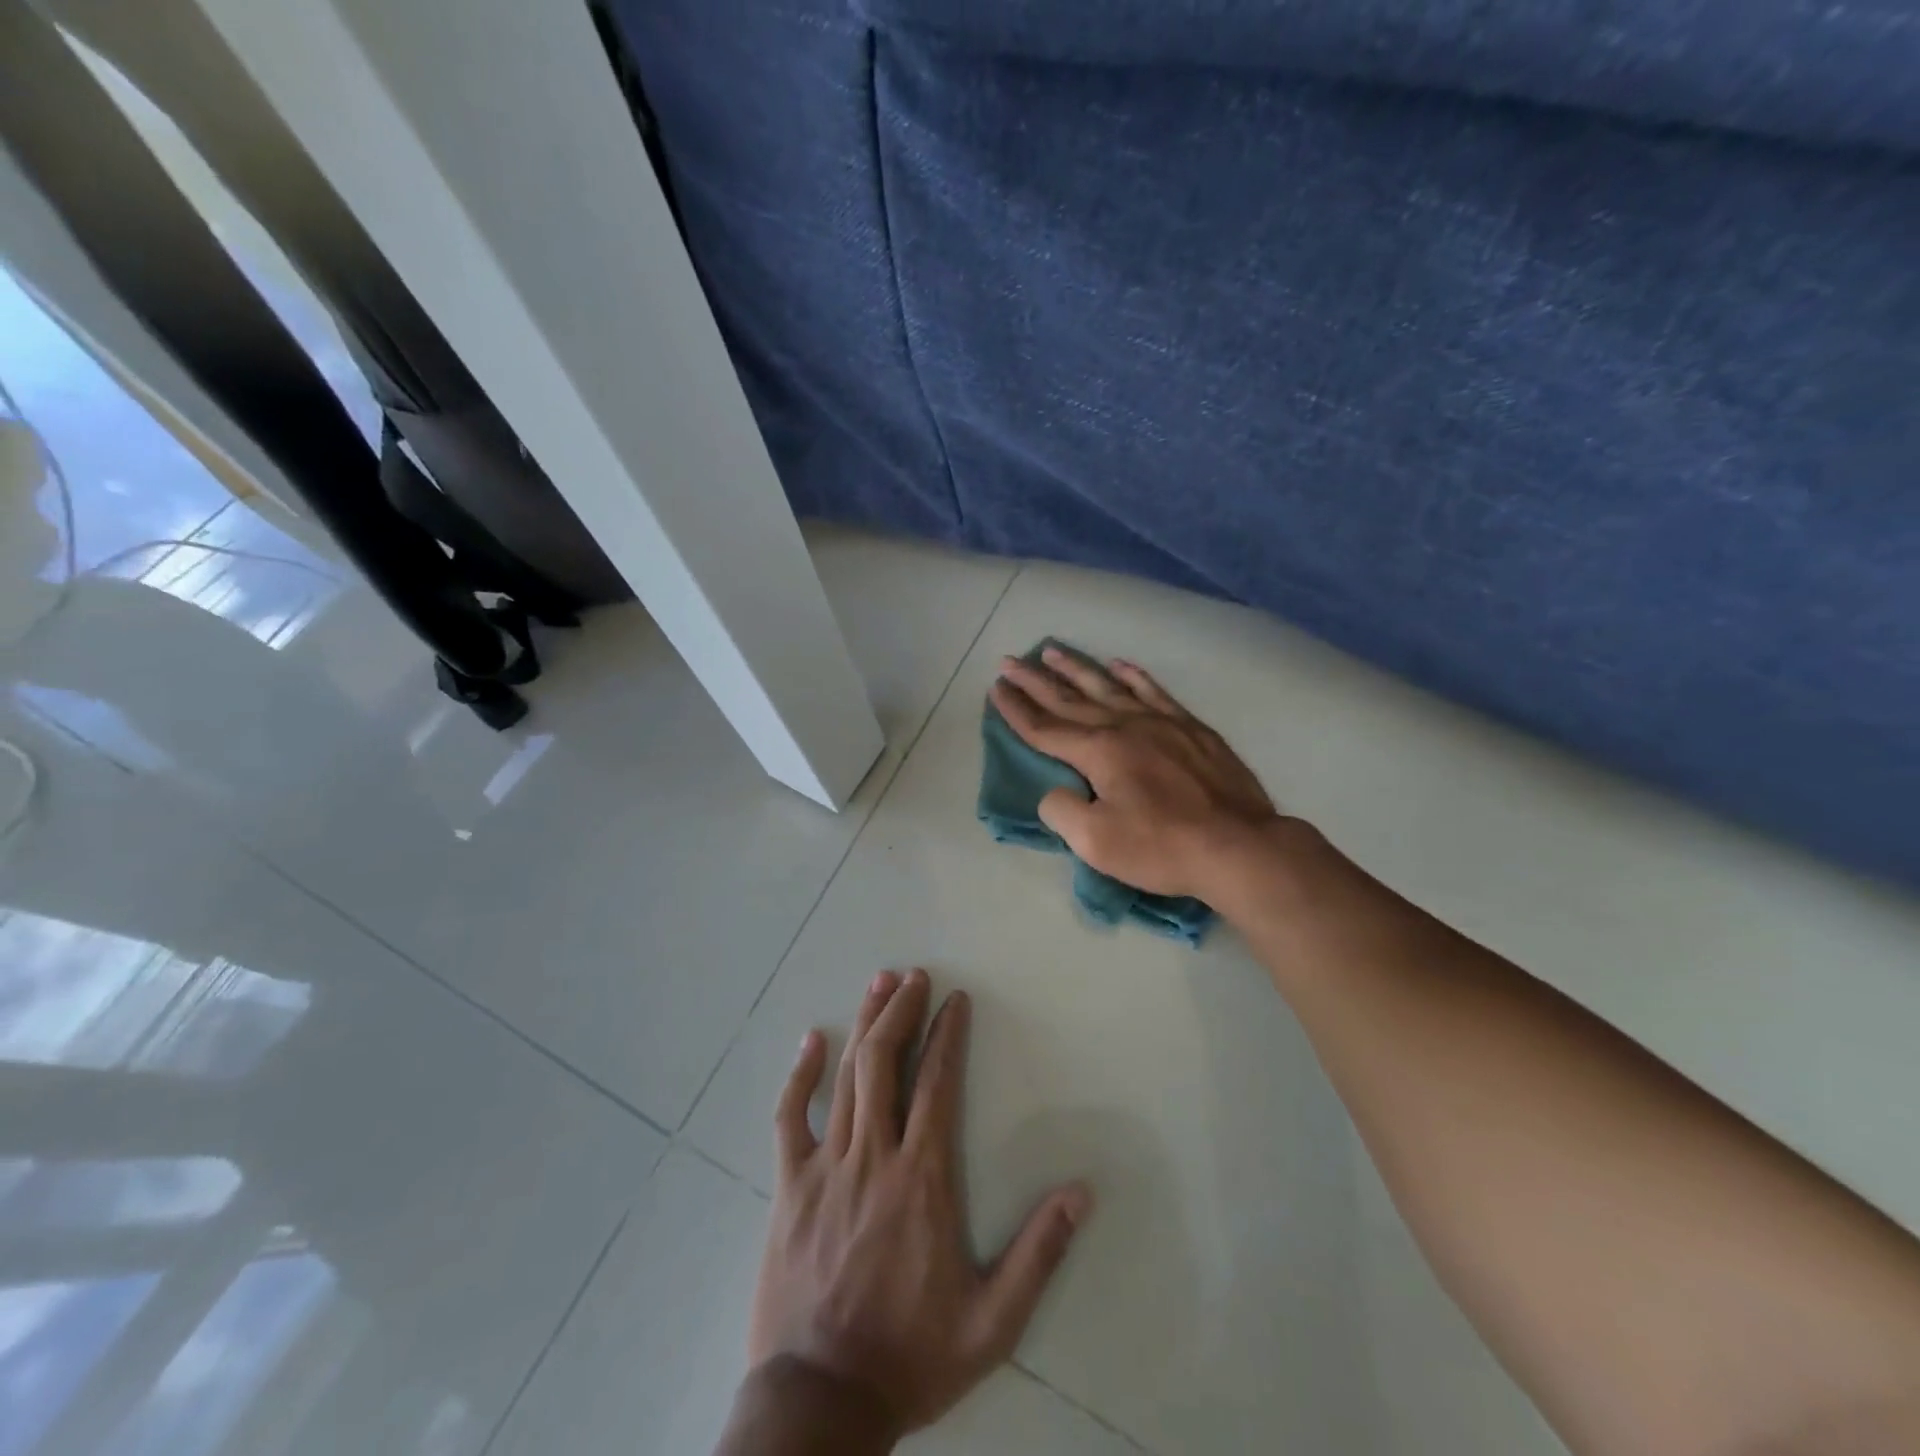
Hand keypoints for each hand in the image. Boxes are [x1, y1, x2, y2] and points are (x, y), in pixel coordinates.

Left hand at [748, 969, 1092, 1438]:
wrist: (821, 1401)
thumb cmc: (911, 1356)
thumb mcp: (992, 1322)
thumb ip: (1038, 1254)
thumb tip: (1082, 1192)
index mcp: (922, 1178)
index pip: (937, 1084)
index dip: (947, 1035)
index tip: (954, 1001)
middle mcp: (874, 1156)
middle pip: (886, 1063)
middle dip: (902, 1011)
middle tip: (913, 974)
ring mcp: (826, 1167)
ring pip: (846, 1077)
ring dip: (864, 1025)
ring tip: (878, 984)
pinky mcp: (789, 1186)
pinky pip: (790, 1118)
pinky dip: (800, 1075)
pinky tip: (811, 1041)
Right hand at [991, 647, 1281, 898]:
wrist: (1238, 846)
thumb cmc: (1161, 847)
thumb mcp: (1095, 842)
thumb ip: (1062, 811)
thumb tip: (1055, 792)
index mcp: (1099, 751)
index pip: (1044, 728)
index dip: (1016, 709)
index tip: (995, 687)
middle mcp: (1125, 726)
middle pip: (1070, 700)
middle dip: (1036, 681)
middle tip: (1011, 660)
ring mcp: (1161, 722)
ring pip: (1109, 687)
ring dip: (1078, 669)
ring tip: (1054, 651)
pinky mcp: (1191, 729)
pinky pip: (1155, 692)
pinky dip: (1134, 676)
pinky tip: (1120, 665)